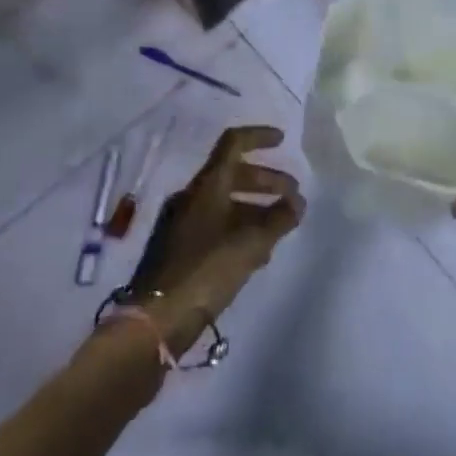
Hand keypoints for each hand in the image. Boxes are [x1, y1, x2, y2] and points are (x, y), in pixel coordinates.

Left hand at [128, 125, 304, 353]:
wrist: (157, 319)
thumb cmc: (207, 269)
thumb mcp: (252, 243)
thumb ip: (279, 219)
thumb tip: (297, 202)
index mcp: (207, 185)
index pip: (234, 143)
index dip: (259, 136)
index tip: (282, 140)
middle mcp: (193, 196)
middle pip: (233, 174)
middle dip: (267, 180)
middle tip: (293, 195)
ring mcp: (183, 222)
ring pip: (226, 202)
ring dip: (256, 207)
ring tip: (281, 226)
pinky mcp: (180, 249)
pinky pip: (217, 225)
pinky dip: (240, 228)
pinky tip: (258, 252)